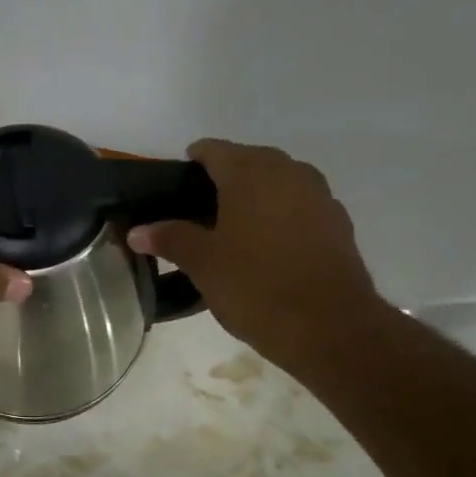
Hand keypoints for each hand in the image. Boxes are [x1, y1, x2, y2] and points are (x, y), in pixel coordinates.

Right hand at [127, 139, 384, 361]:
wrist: (331, 327)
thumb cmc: (256, 286)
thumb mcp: (202, 264)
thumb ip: (169, 239)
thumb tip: (137, 231)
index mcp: (250, 171)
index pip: (212, 149)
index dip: (191, 164)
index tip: (175, 189)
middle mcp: (288, 171)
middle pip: (248, 162)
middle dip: (223, 181)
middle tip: (198, 215)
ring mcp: (319, 195)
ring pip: (278, 183)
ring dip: (255, 198)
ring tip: (232, 232)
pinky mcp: (338, 223)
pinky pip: (300, 207)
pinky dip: (281, 217)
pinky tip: (268, 250)